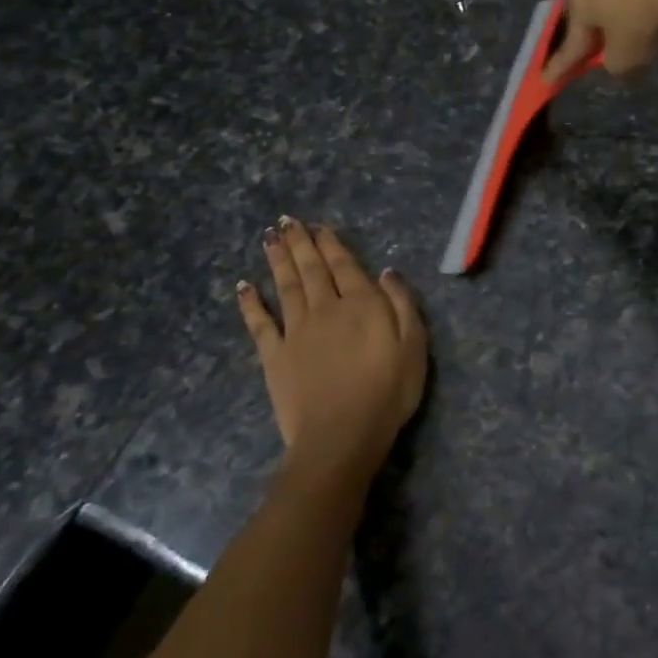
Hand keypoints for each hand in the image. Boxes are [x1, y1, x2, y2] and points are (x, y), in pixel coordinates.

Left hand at [236, 218, 427, 482]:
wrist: (341, 436)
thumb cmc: (387, 392)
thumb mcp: (414, 346)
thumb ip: (402, 304)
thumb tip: (386, 271)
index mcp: (362, 304)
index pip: (345, 265)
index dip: (331, 244)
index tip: (319, 226)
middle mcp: (326, 308)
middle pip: (312, 269)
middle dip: (300, 243)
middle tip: (286, 221)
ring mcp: (296, 331)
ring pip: (286, 286)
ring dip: (277, 260)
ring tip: (269, 237)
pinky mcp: (274, 356)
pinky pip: (260, 323)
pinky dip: (250, 303)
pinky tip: (243, 286)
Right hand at [544, 0, 657, 81]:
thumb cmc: (644, 23)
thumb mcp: (624, 60)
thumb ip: (614, 64)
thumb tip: (617, 59)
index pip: (571, 40)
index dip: (562, 65)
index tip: (548, 81)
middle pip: (599, 5)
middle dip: (602, 26)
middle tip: (608, 47)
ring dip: (635, 8)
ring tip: (653, 29)